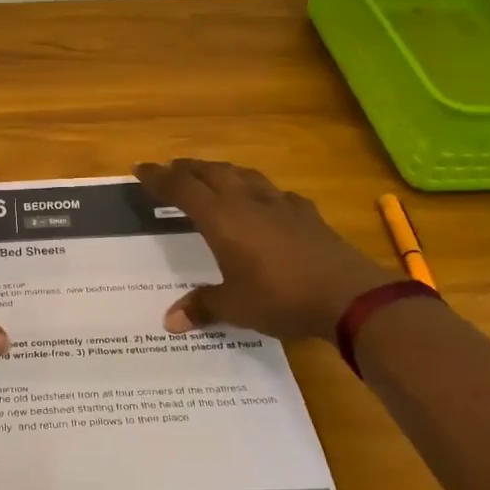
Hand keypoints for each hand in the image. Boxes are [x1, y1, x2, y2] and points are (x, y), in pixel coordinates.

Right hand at [134, 158, 392, 342]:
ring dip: (222, 172)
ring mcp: (280, 204)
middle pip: (211, 172)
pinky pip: (276, 193)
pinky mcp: (307, 214)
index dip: (159, 177)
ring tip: (212, 176)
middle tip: (171, 169)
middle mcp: (246, 202)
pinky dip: (260, 192)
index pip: (182, 188)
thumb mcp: (235, 307)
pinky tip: (265, 202)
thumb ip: (202, 307)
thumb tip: (170, 321)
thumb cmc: (280, 297)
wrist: (348, 295)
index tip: (141, 168)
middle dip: (187, 168)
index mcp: (221, 219)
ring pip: (243, 175)